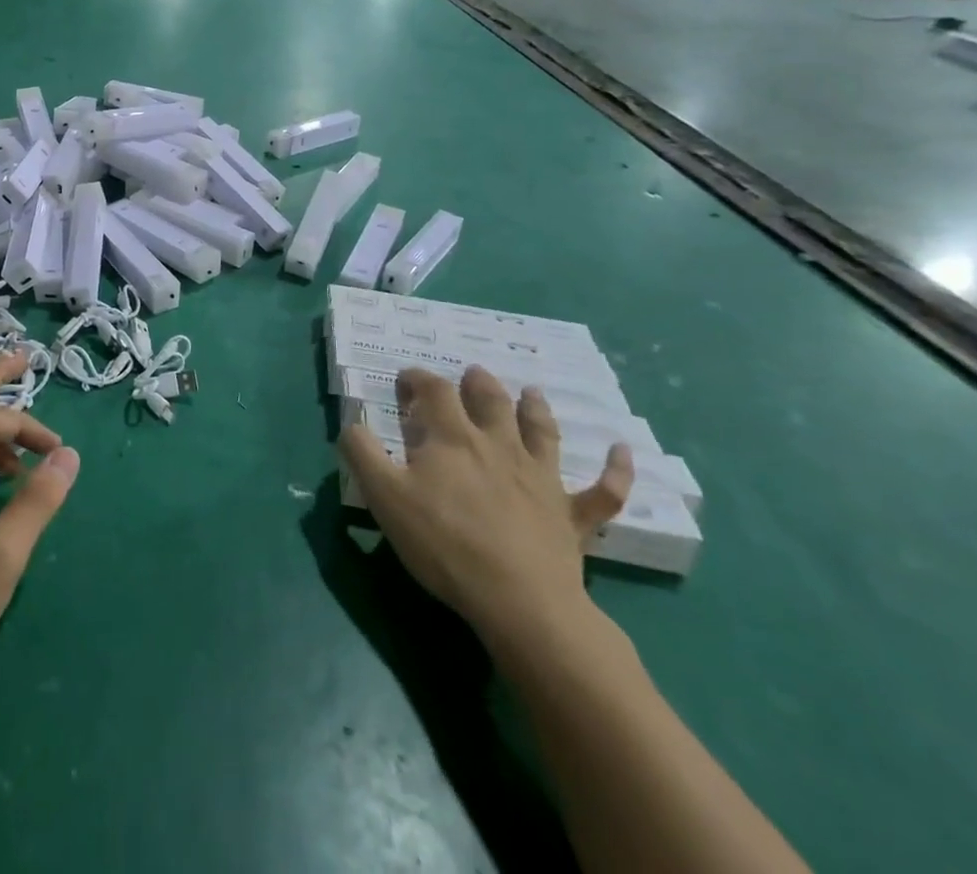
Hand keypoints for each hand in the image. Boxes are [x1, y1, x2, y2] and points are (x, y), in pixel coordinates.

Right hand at [338, 367, 631, 648]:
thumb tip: (352, 423)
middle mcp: (498, 446)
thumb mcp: (384, 496)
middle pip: (490, 400)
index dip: (418, 379)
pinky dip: (616, 470)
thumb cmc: (445, 543)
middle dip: (477, 383)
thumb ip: (362, 453)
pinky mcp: (570, 516)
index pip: (433, 391)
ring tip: (532, 392)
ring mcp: (540, 479)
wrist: (519, 601)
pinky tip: (624, 452)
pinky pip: (602, 491)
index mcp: (452, 438)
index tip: (405, 380)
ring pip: (541, 432)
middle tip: (471, 375)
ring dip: (536, 409)